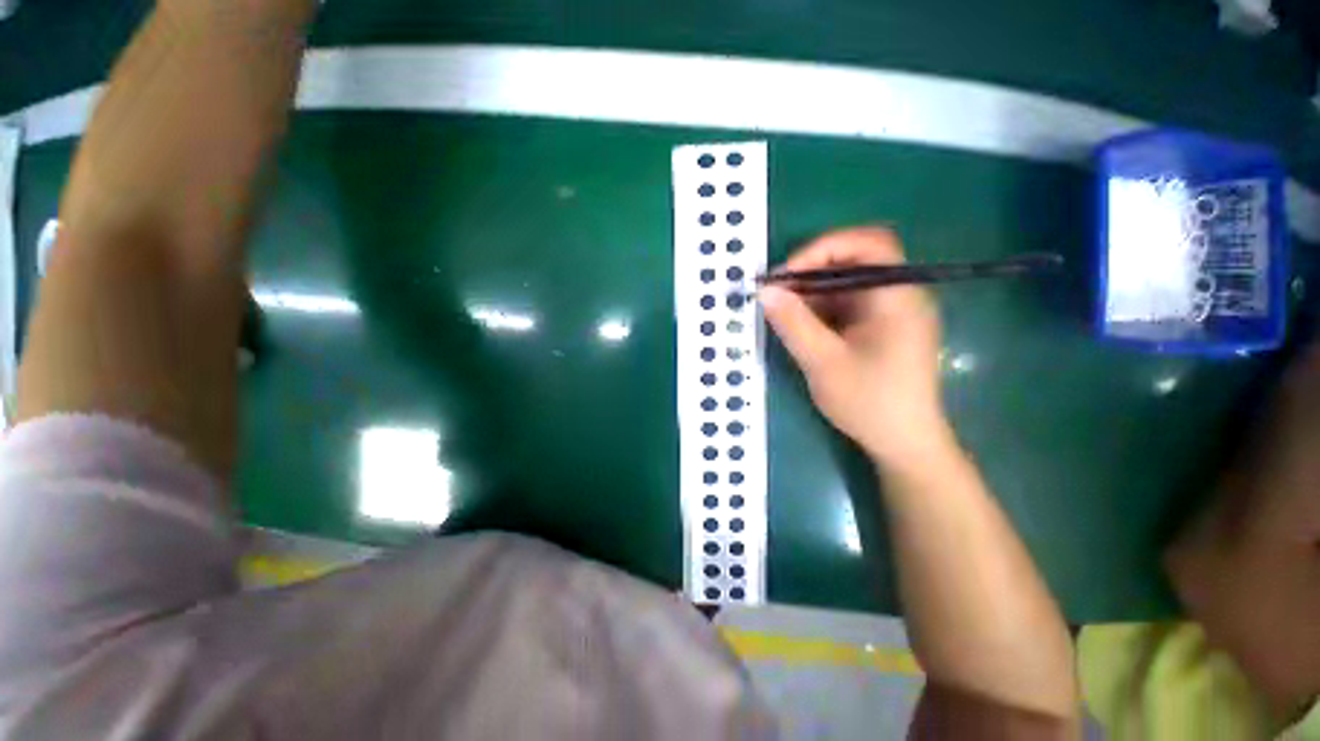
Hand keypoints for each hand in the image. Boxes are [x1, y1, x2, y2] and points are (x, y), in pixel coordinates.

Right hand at [761, 227, 953, 466]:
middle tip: (777, 292)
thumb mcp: (822, 361)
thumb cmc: (869, 402)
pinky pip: (847, 305)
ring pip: (847, 284)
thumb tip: (764, 291)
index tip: (786, 274)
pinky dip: (821, 309)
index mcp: (897, 297)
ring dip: (812, 293)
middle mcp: (899, 296)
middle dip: (811, 272)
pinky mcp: (881, 328)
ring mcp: (891, 312)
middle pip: (855, 262)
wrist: (903, 443)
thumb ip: (793, 323)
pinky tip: (801, 326)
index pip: (868, 244)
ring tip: (782, 311)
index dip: (823, 248)